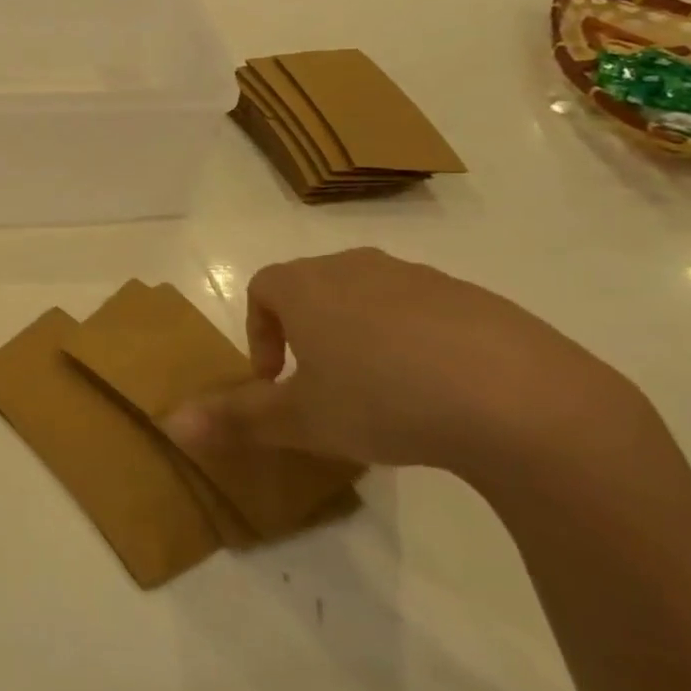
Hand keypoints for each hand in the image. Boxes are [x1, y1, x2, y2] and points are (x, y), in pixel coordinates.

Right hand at [166, 248, 645, 479]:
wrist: (519, 398)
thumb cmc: (384, 399)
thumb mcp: (303, 419)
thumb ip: (236, 418)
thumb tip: (170, 422)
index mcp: (308, 286)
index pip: (263, 289)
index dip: (259, 333)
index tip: (275, 380)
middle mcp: (357, 267)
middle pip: (314, 288)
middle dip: (307, 333)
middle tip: (323, 388)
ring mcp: (419, 278)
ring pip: (369, 298)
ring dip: (361, 337)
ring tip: (382, 394)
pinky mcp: (473, 299)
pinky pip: (425, 312)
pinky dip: (416, 342)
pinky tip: (442, 393)